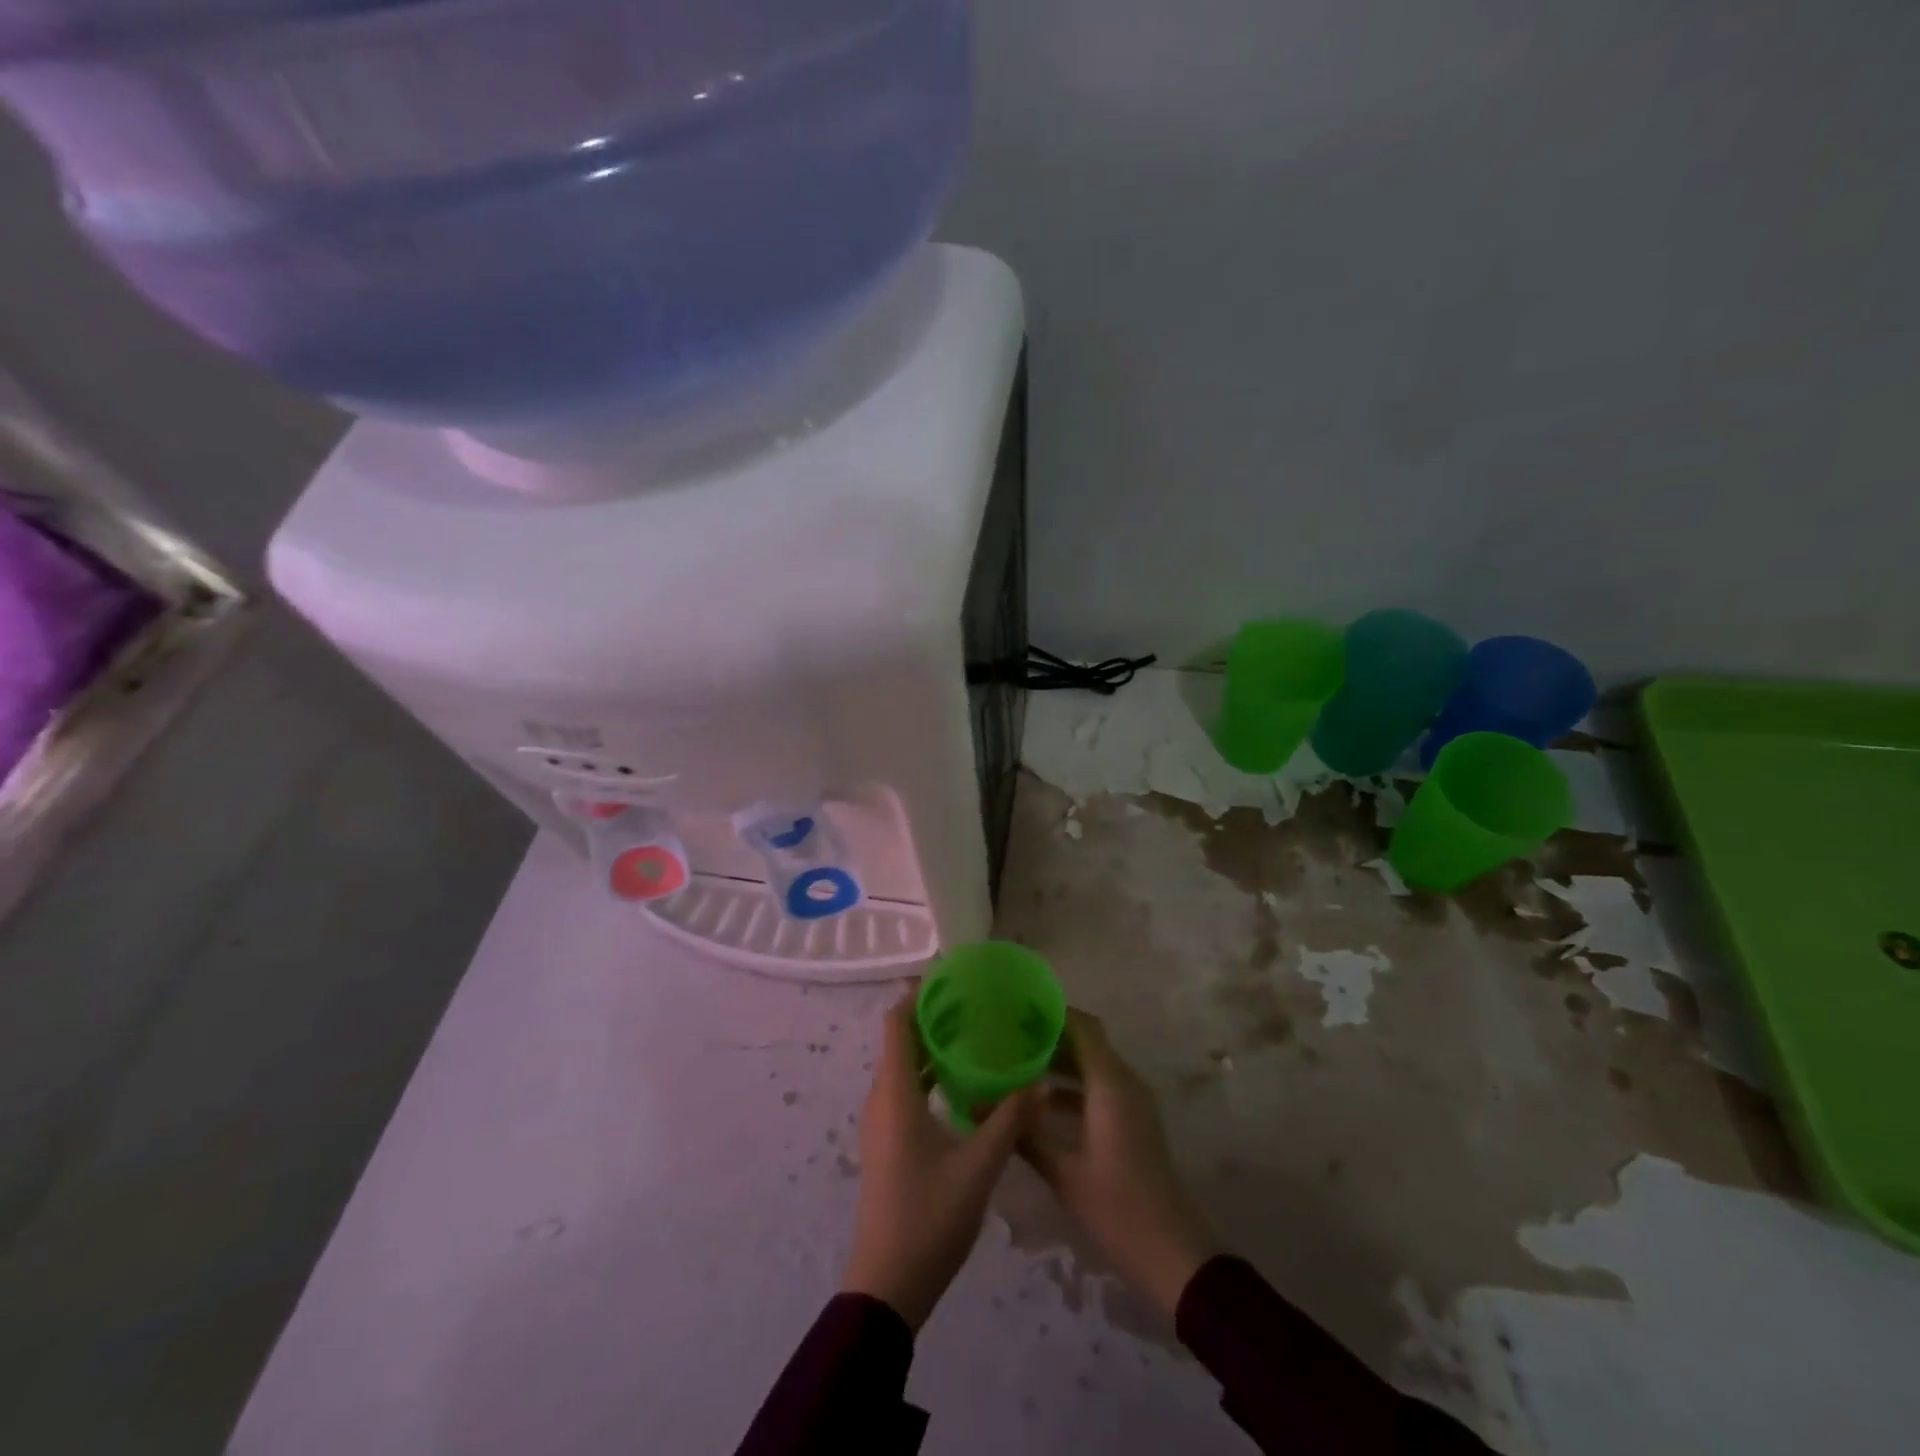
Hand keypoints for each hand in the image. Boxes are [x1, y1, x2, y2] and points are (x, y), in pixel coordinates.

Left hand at [841, 996, 1034, 1330]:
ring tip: (975, 1033)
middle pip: (901, 1041)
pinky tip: (964, 1081)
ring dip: (932, 1045)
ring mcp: (882, 1122)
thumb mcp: (979, 1168)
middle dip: (932, 1016)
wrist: (887, 1284)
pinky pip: (906, 1089)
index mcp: (895, 1094)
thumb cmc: (929, 1218)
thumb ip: (1010, 1120)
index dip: (917, 995)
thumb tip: (1040, 1081)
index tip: (950, 977)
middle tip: (975, 1002)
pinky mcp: (889, 1141)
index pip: (896, 1024)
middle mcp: (882, 1098)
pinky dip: (930, 1073)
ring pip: (904, 1066)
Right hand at [1020, 1009, 1219, 1317]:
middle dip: (1049, 1036)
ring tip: (1016, 1063)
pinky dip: (1072, 1086)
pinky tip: (1039, 1102)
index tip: (1017, 1008)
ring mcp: (1132, 1103)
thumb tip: (975, 1106)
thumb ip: (1023, 1134)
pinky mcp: (1132, 1122)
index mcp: (1111, 1085)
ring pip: (1092, 1065)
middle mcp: (1124, 1084)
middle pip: (1087, 1042)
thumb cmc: (1117, 1208)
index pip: (1083, 1027)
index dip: (1052, 1012)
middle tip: (1007, 1035)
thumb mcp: (1064, 1172)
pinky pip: (1099, 1087)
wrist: (1173, 1254)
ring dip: (1059, 1062)